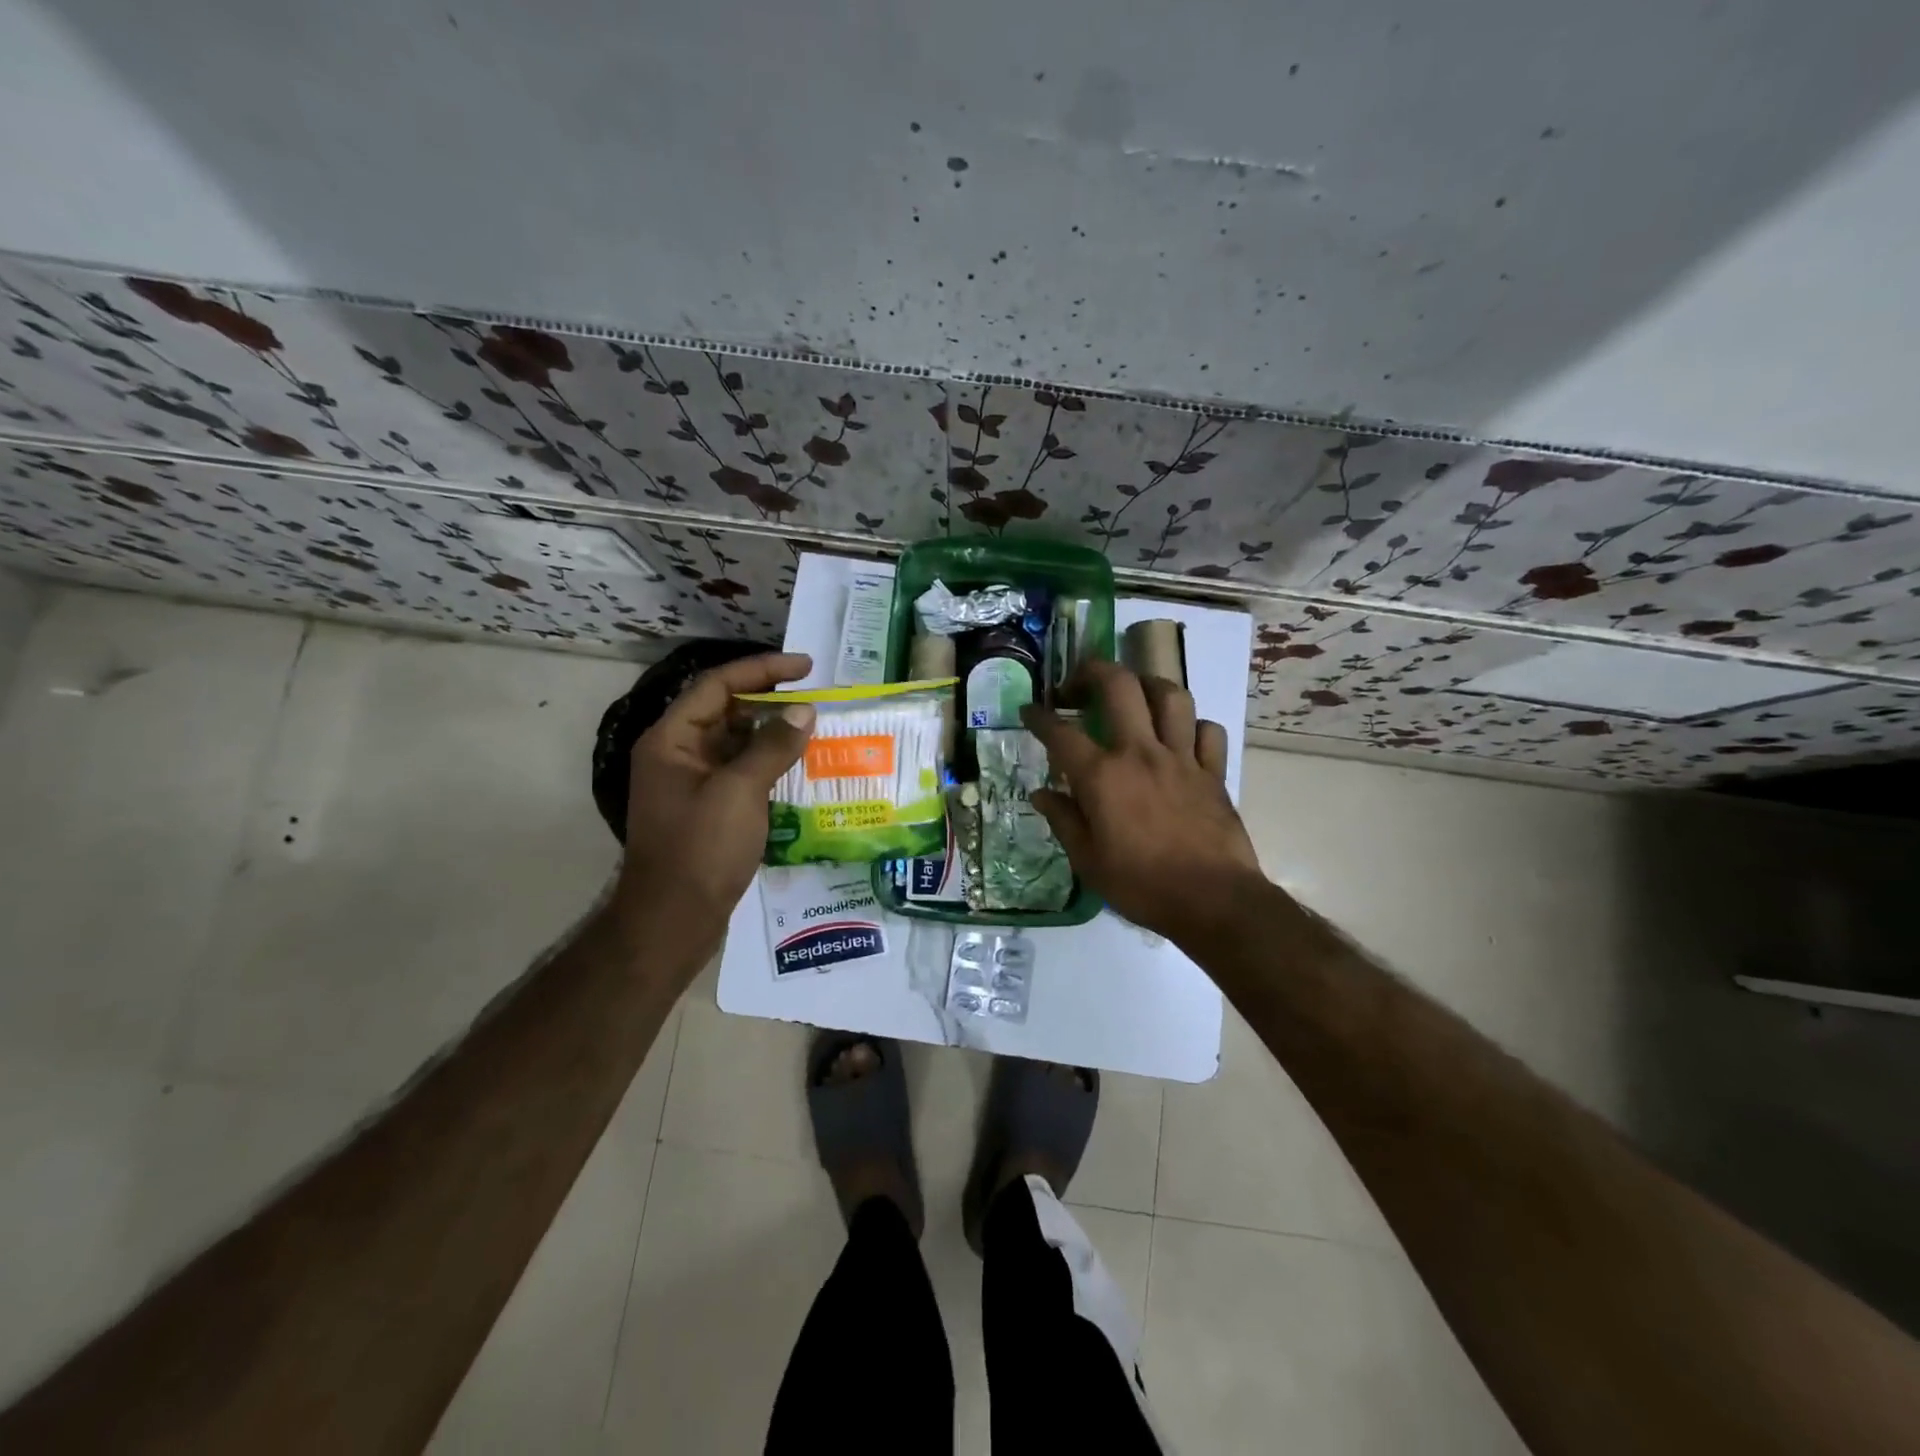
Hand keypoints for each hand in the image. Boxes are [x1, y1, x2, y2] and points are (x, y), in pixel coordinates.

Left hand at [610, 652, 814, 954]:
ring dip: (773, 734)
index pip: (717, 685)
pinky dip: (770, 764)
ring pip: (736, 743)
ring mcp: (692, 783)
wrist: (673, 921)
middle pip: (726, 711)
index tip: (806, 667)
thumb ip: (772, 746)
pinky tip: (801, 768)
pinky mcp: (708, 809)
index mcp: (672, 740)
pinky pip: (741, 772)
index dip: (762, 669)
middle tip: (815, 697)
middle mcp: (678, 754)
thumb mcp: (740, 792)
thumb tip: (804, 711)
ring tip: (816, 728)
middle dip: (770, 701)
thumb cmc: (700, 849)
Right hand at [1022, 660, 1261, 943]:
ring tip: (1134, 694)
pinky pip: (1207, 731)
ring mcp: (1182, 758)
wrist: (1213, 901)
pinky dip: (1193, 725)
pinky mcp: (1213, 772)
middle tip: (1079, 683)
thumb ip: (1064, 820)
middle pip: (1119, 686)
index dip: (1040, 717)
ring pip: (1170, 696)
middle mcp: (1140, 753)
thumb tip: (1041, 793)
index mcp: (1102, 777)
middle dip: (1093, 671)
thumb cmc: (1142, 886)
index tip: (1029, 711)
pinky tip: (1181, 736)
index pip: (1061, 733)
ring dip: (1147, 685)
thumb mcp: (1088, 862)